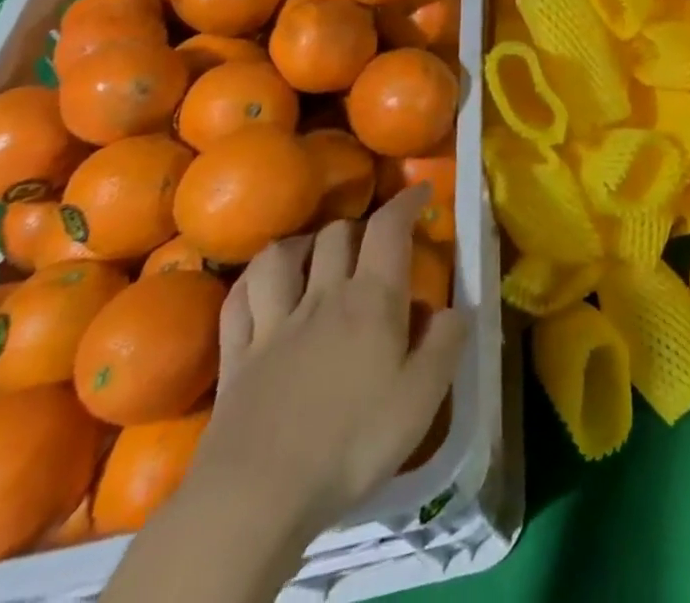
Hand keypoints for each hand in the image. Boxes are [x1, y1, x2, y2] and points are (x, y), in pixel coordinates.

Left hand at [190, 187, 469, 539]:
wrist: (256, 498)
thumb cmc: (351, 443)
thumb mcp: (423, 397)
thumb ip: (446, 342)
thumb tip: (454, 308)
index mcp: (372, 299)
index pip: (389, 228)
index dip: (406, 202)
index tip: (422, 191)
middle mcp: (322, 297)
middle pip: (336, 234)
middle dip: (358, 226)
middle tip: (372, 242)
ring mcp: (273, 325)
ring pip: (279, 256)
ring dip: (301, 244)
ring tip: (313, 253)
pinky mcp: (236, 357)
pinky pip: (238, 300)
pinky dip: (252, 282)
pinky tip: (261, 287)